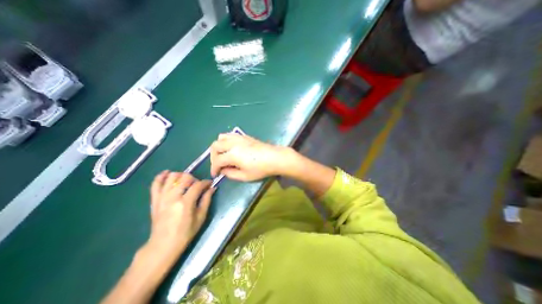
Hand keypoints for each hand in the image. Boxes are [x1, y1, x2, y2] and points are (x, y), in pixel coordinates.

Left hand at [148, 171, 217, 255]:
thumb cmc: (185, 232)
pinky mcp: (154, 200)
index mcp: (185, 202)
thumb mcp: (201, 217)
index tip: (210, 184)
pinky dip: (161, 176)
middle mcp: (173, 197)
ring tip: (185, 181)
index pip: (198, 185)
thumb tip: (212, 187)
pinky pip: (155, 184)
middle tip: (197, 186)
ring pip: (171, 177)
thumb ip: (207, 200)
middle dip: (194, 178)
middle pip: (185, 177)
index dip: (206, 182)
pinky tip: (168, 173)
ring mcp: (162, 197)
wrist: (163, 245)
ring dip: (181, 176)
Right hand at [209, 133, 288, 179]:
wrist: (275, 158)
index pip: (217, 161)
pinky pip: (230, 135)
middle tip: (218, 165)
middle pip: (215, 146)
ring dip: (218, 146)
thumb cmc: (261, 169)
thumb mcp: (245, 176)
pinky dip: (226, 141)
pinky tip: (231, 148)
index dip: (213, 169)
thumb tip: (223, 170)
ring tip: (222, 155)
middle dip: (213, 156)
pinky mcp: (245, 136)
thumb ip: (230, 174)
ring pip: (221, 137)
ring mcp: (239, 138)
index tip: (215, 175)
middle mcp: (233, 143)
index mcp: (232, 154)